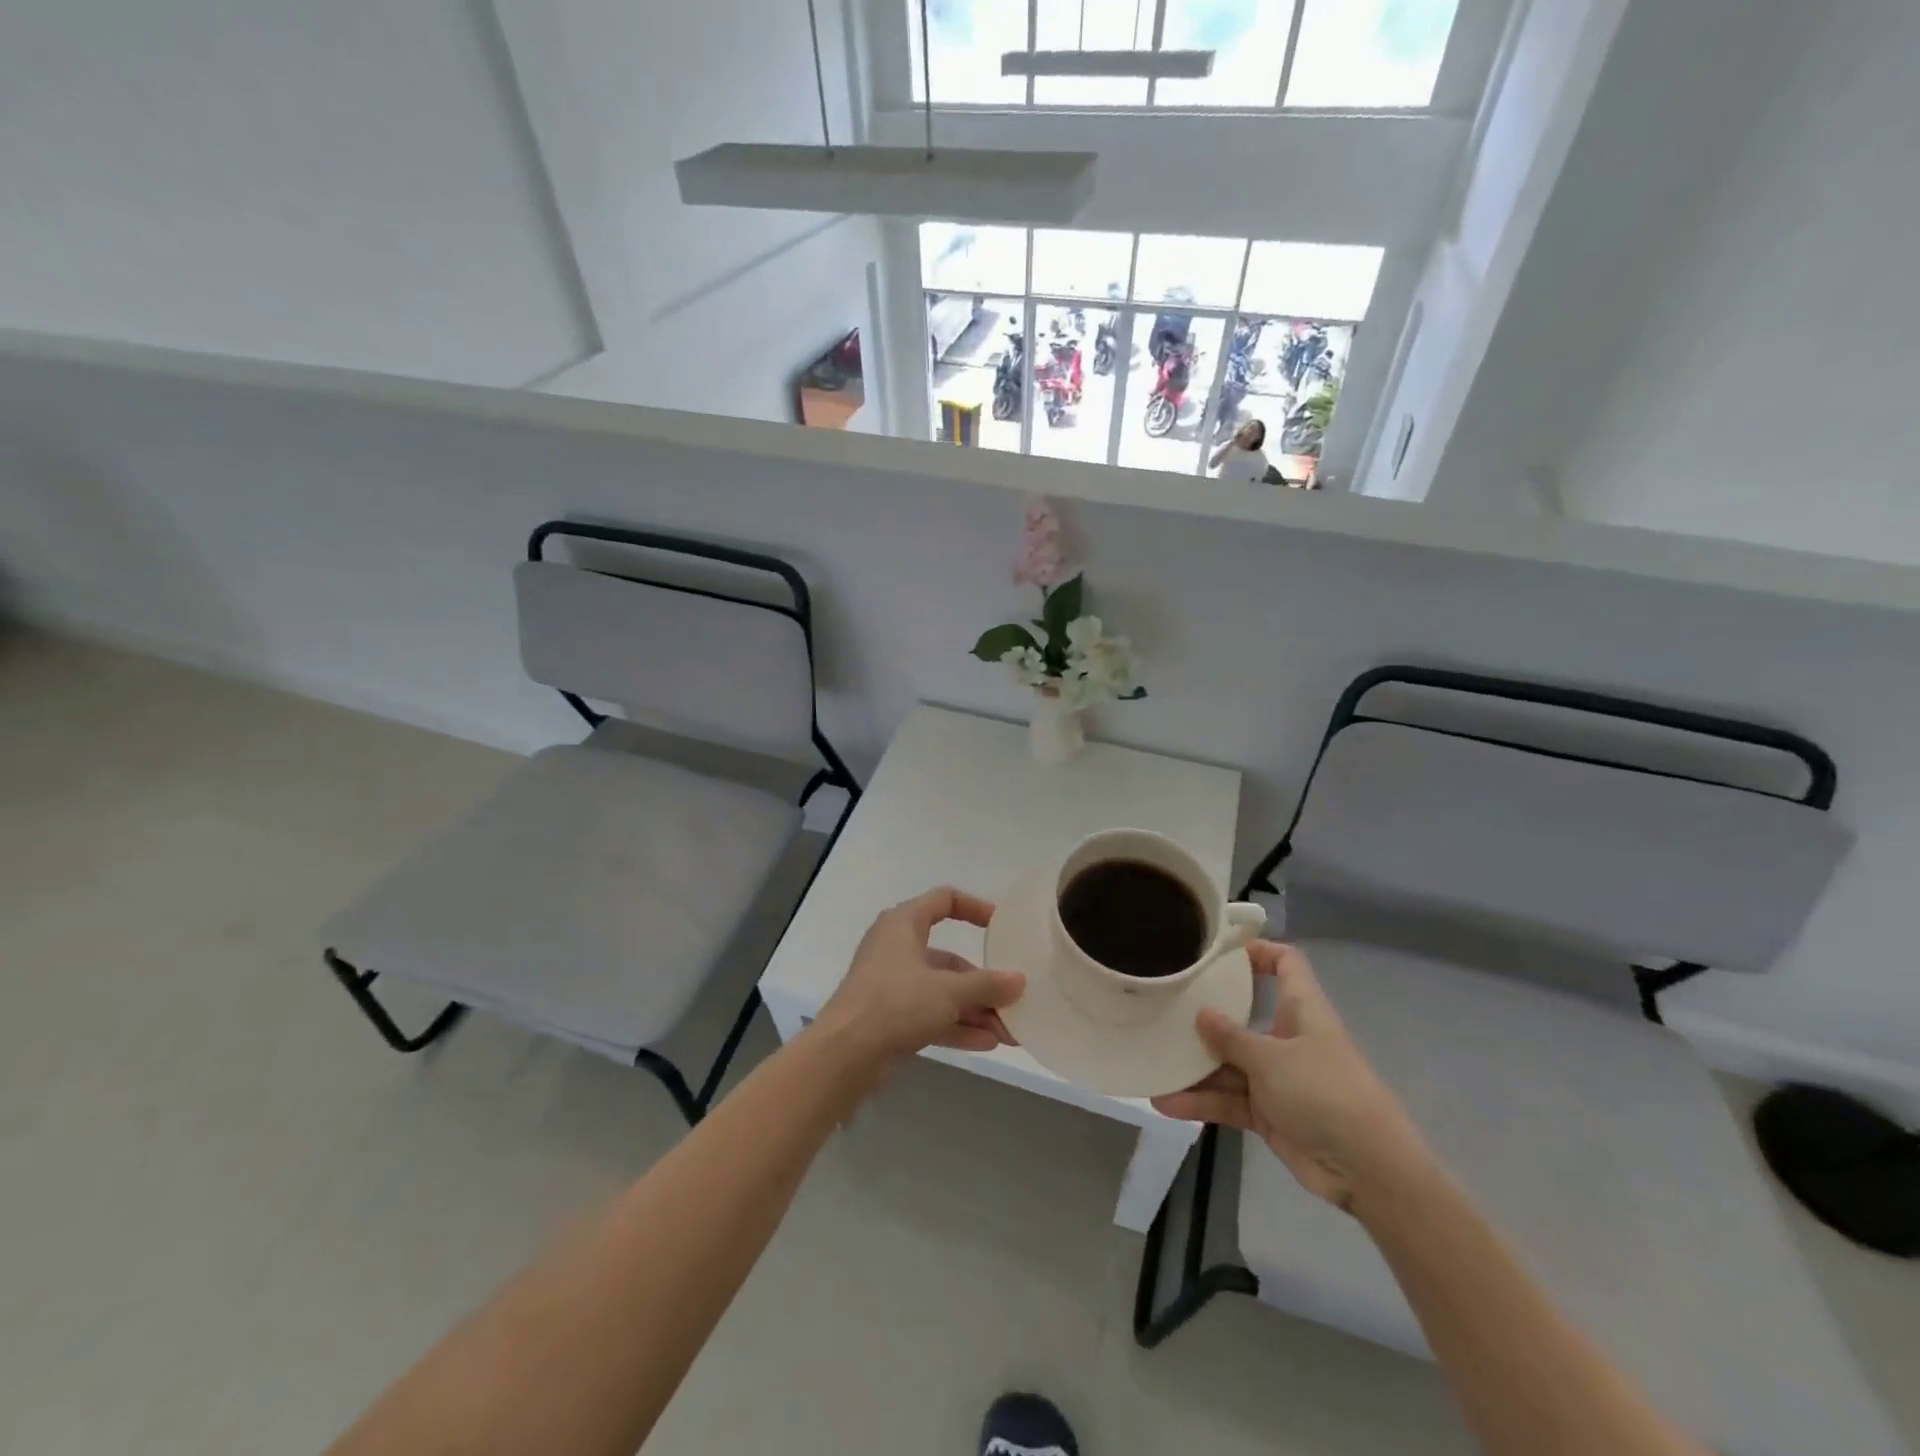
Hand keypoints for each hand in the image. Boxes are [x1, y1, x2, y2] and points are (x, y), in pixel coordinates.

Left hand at [812, 887, 1025, 1068]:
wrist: (843, 1055)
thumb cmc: (896, 1003)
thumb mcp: (948, 991)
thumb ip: (987, 985)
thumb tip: (1019, 980)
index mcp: (904, 923)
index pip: (944, 900)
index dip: (975, 908)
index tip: (1002, 926)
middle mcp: (897, 947)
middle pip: (949, 958)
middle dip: (983, 982)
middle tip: (1014, 1000)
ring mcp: (891, 984)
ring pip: (941, 990)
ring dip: (975, 1009)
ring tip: (1009, 1033)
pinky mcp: (888, 1016)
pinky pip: (930, 1014)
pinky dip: (956, 1025)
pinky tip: (987, 1043)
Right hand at [1151, 942, 1428, 1213]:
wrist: (1368, 1170)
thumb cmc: (1324, 1093)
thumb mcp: (1272, 1059)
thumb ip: (1232, 1037)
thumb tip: (1202, 1013)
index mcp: (1301, 1011)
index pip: (1286, 964)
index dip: (1258, 951)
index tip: (1217, 952)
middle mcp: (1288, 1038)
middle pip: (1243, 1017)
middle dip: (1206, 1018)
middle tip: (1165, 1009)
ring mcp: (1278, 1078)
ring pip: (1229, 1064)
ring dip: (1195, 1068)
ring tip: (1154, 1063)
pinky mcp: (1269, 1114)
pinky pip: (1229, 1100)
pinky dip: (1202, 1102)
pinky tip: (1166, 1102)